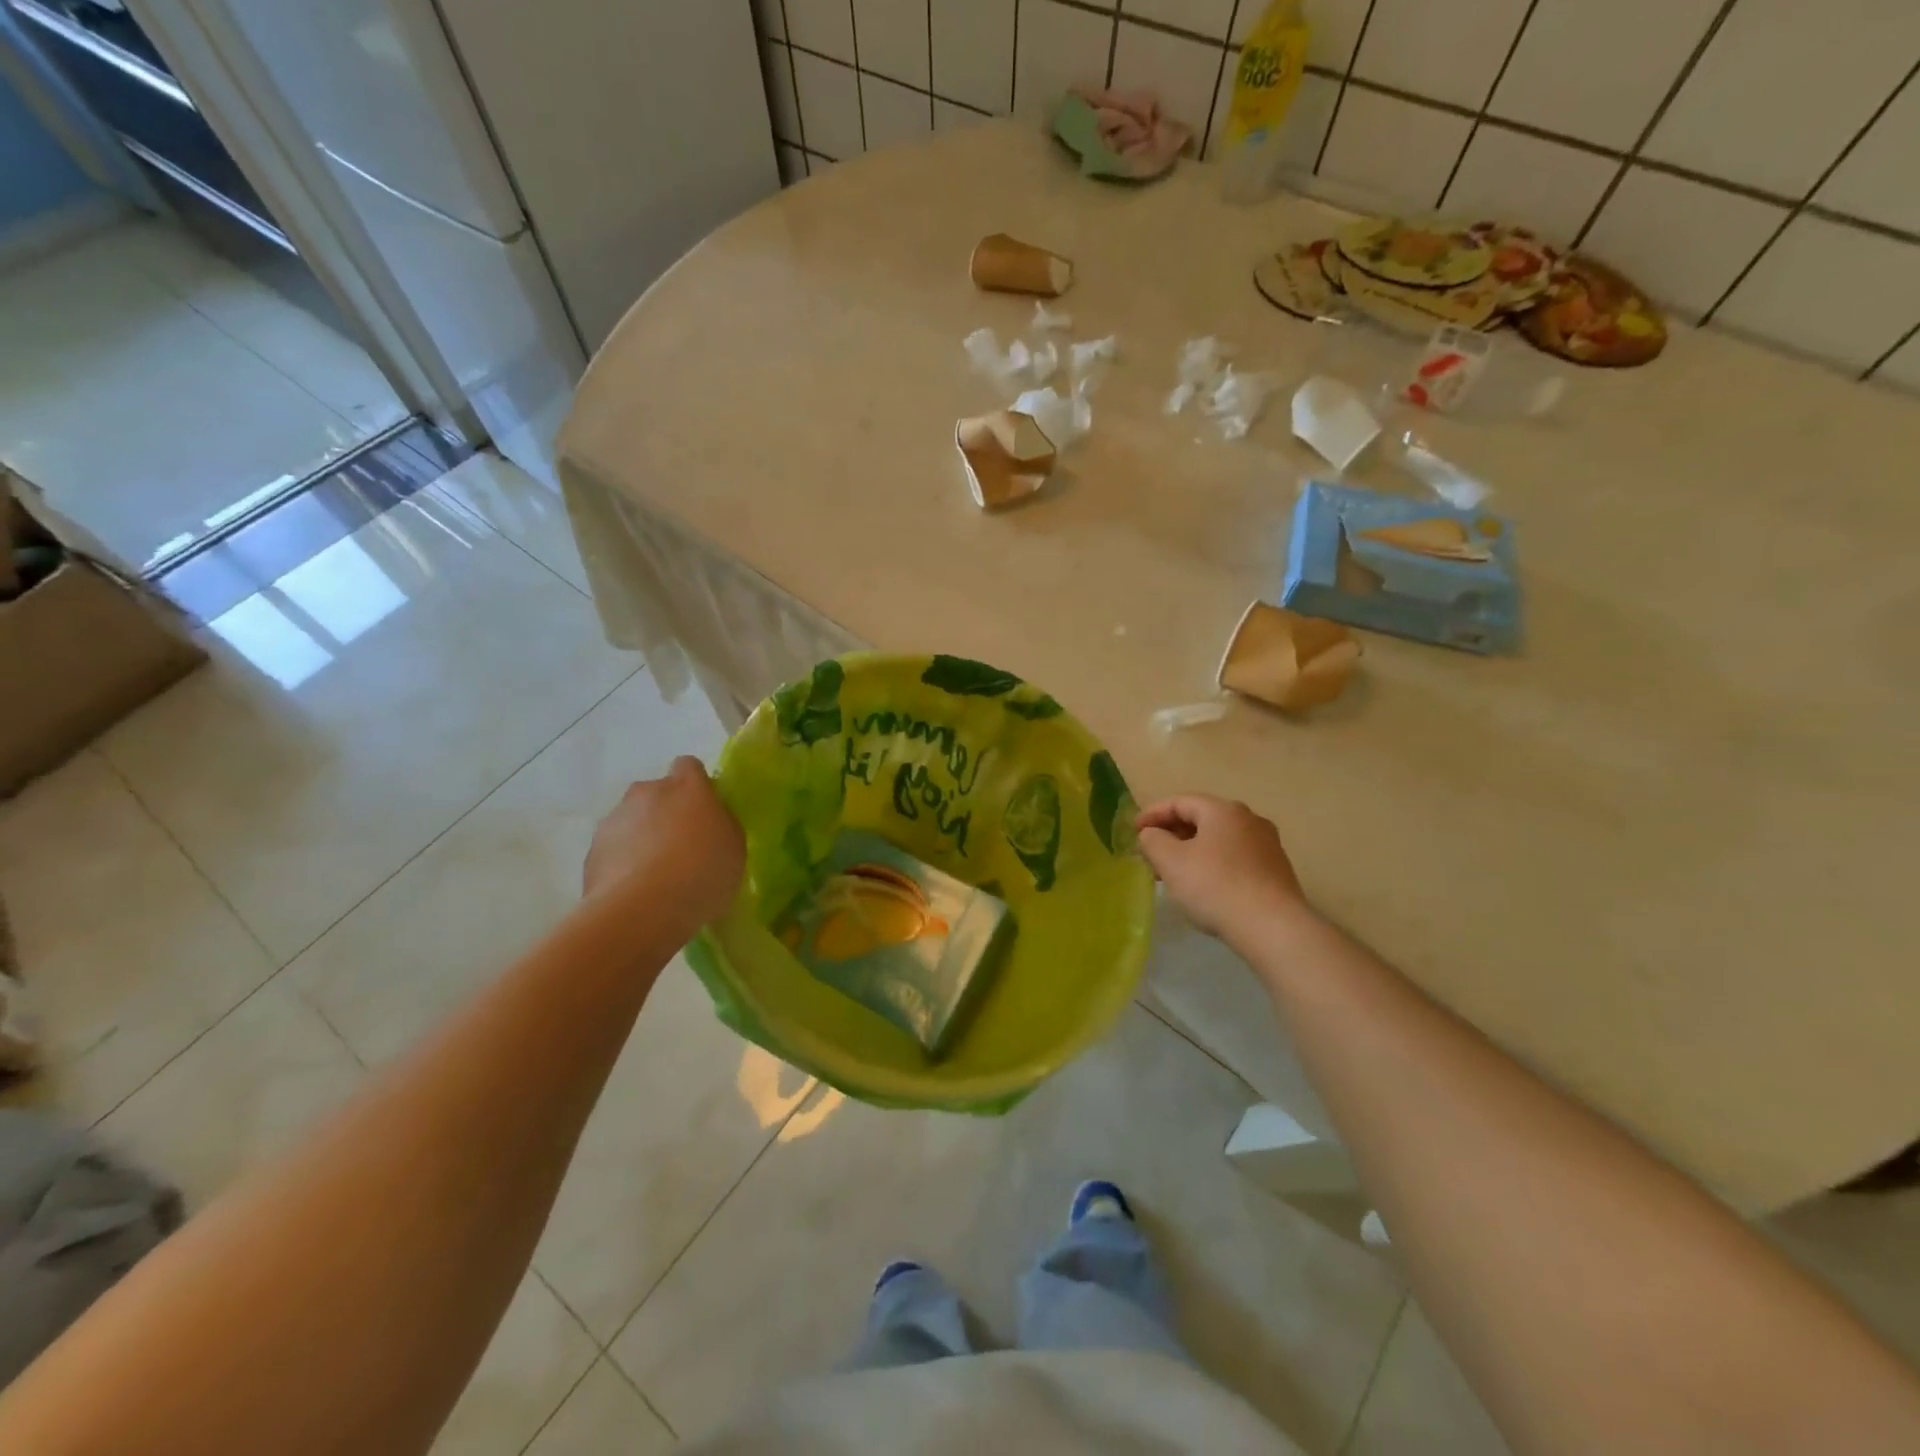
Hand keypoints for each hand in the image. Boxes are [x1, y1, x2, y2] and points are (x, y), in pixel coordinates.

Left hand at [583, 757, 744, 929]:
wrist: (642, 910)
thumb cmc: (703, 872)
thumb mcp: (734, 846)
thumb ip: (721, 823)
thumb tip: (709, 819)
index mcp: (686, 786)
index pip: (689, 766)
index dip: (697, 785)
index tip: (705, 811)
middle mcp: (647, 792)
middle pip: (657, 793)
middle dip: (666, 811)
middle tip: (683, 846)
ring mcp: (615, 820)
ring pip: (632, 820)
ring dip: (643, 837)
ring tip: (657, 875)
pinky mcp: (592, 851)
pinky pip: (614, 849)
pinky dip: (623, 862)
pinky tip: (636, 890)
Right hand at [1135, 795, 1308, 939]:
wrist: (1273, 927)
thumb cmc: (1215, 886)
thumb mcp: (1171, 861)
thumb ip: (1153, 841)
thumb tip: (1151, 834)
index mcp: (1223, 810)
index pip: (1180, 802)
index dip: (1152, 814)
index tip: (1134, 831)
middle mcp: (1249, 819)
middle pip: (1202, 819)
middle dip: (1172, 833)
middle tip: (1150, 853)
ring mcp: (1267, 845)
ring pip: (1218, 840)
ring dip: (1191, 850)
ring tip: (1172, 872)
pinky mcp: (1276, 870)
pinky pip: (1235, 858)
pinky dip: (1212, 863)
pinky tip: (1203, 886)